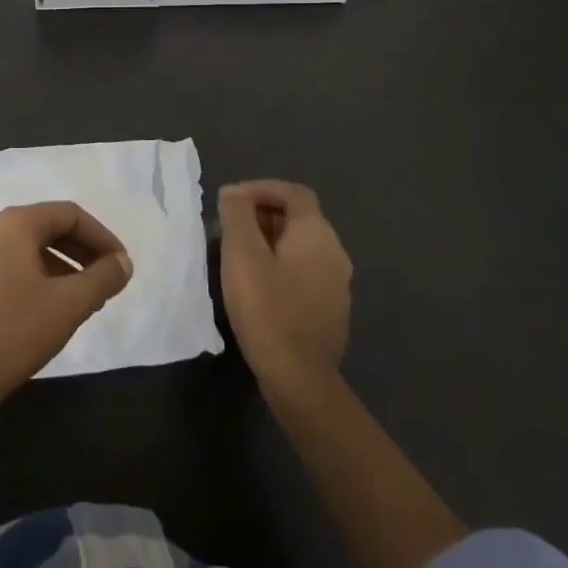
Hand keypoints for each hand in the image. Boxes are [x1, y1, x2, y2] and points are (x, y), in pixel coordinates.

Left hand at [0, 201, 131, 409]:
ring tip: (89, 297)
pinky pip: (17, 264)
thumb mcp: (70, 303)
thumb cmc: (16, 331)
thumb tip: (124, 263)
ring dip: (67, 266)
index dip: (102, 237)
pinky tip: (58, 306)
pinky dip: (44, 276)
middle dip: (85, 251)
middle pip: (51, 227)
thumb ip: (103, 277)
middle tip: (109, 279)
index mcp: (15, 223)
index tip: (121, 264)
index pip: (70, 215)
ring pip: (34, 247)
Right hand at [219, 179, 352, 389]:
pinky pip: (304, 273)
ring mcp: (337, 284)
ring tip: (238, 255)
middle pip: (299, 217)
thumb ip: (237, 215)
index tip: (230, 201)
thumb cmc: (267, 307)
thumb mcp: (241, 253)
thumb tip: (234, 194)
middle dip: (262, 214)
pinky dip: (280, 266)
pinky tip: (258, 286)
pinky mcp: (331, 311)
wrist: (299, 378)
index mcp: (317, 233)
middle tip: (229, 227)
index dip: (260, 188)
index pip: (293, 192)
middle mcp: (335, 252)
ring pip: (301, 247)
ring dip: (270, 241)